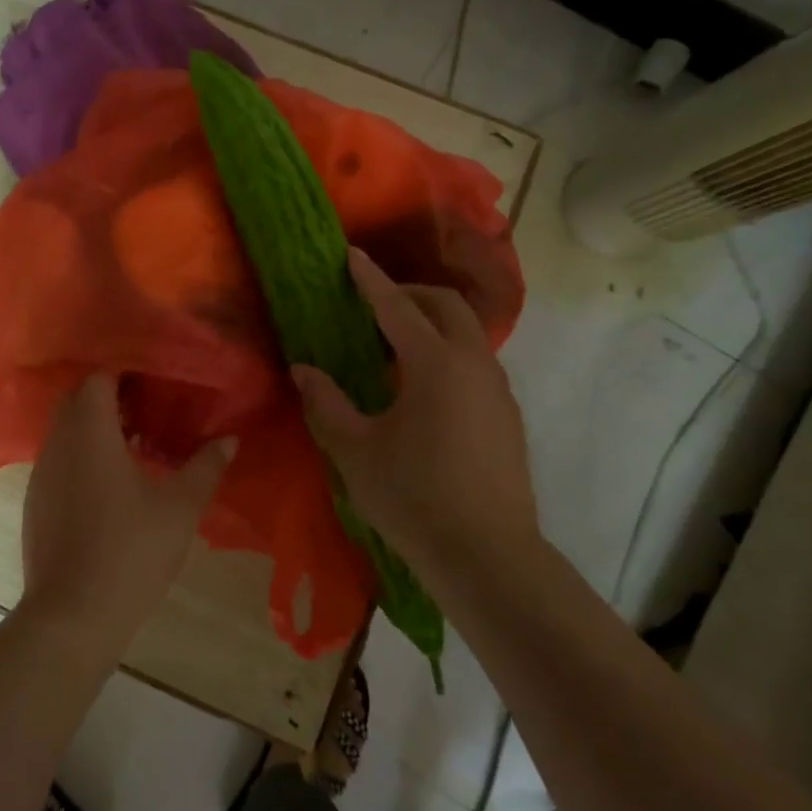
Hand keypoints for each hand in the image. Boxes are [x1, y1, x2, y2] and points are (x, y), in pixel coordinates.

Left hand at [19, 375, 235, 647]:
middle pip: (77, 400)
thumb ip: (205, 468)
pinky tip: (109, 487)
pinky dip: (81, 457)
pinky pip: (58, 461)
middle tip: (148, 413)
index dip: (125, 375)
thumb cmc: (130, 551)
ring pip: (65, 432)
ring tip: (135, 448)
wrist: (72, 615)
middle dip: (110, 399)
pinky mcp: (35, 503)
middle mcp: (58, 443)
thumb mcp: (179, 509)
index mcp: (90, 432)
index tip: (154, 386)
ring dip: (95, 429)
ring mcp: (41, 474)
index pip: (98, 378)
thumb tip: (230, 439)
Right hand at [292, 248, 538, 574]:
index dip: (369, 279)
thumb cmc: (413, 497)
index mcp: (435, 364)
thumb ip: (326, 402)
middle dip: (410, 292)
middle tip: (374, 302)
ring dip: (432, 323)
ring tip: (394, 347)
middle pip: (446, 305)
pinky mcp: (507, 416)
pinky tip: (422, 389)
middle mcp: (473, 364)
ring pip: (467, 333)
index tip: (351, 254)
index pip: (396, 306)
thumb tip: (303, 368)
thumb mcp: (354, 450)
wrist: (488, 556)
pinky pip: (476, 363)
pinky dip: (448, 353)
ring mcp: (497, 390)